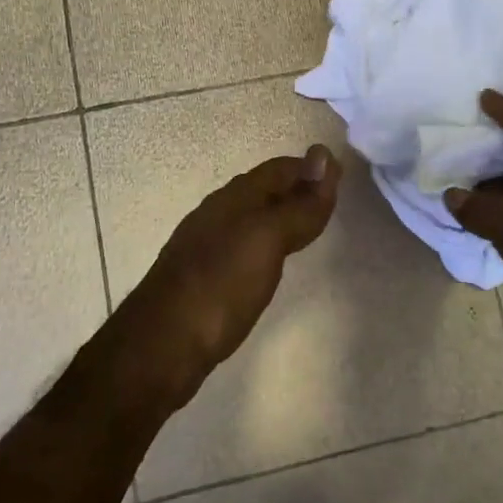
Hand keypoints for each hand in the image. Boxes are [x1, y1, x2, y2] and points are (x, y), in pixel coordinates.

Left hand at [121, 145, 342, 404]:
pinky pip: (244, 245)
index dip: (309, 168)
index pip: (278, 169)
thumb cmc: (219, 285)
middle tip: (331, 199)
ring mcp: (207, 247)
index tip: (341, 174)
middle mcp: (218, 215)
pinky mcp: (205, 278)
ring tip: (308, 225)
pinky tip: (273, 259)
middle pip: (264, 190)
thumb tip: (323, 156)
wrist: (162, 346)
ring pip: (252, 218)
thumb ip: (297, 204)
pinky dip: (267, 242)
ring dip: (281, 214)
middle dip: (296, 188)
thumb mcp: (266, 239)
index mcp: (233, 199)